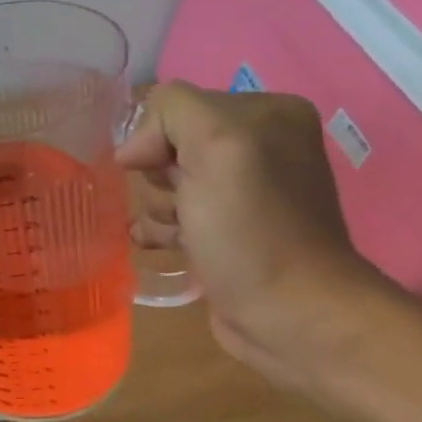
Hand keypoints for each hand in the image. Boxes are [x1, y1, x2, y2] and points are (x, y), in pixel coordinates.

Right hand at [117, 82, 393, 393]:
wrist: (289, 314)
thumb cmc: (251, 230)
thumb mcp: (217, 146)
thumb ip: (173, 113)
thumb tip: (133, 150)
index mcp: (266, 112)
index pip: (175, 107)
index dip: (158, 143)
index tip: (171, 178)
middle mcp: (257, 144)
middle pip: (166, 147)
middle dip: (160, 180)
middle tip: (184, 210)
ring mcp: (241, 191)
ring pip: (162, 185)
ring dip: (158, 211)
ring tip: (182, 236)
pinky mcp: (225, 229)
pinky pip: (171, 215)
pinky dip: (160, 230)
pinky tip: (168, 248)